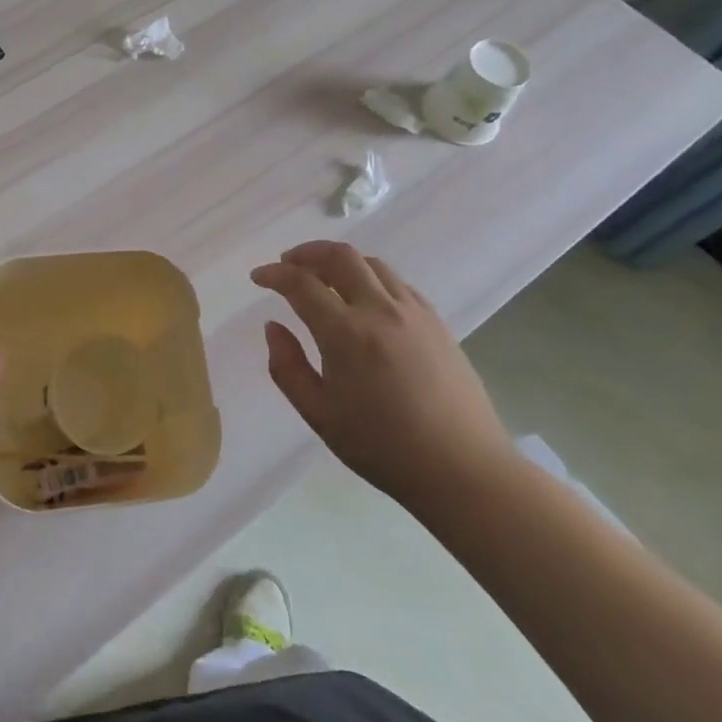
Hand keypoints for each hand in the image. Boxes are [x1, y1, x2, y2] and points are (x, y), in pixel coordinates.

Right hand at [251, 242, 514, 515]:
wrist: (463, 469)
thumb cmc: (383, 447)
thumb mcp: (319, 415)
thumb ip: (287, 367)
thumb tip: (273, 327)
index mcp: (346, 334)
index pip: (301, 284)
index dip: (274, 274)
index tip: (259, 277)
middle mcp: (380, 310)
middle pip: (340, 256)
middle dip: (307, 252)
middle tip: (287, 263)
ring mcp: (414, 312)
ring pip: (372, 263)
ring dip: (340, 261)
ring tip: (323, 277)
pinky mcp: (437, 322)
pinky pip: (398, 283)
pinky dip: (371, 278)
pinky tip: (364, 300)